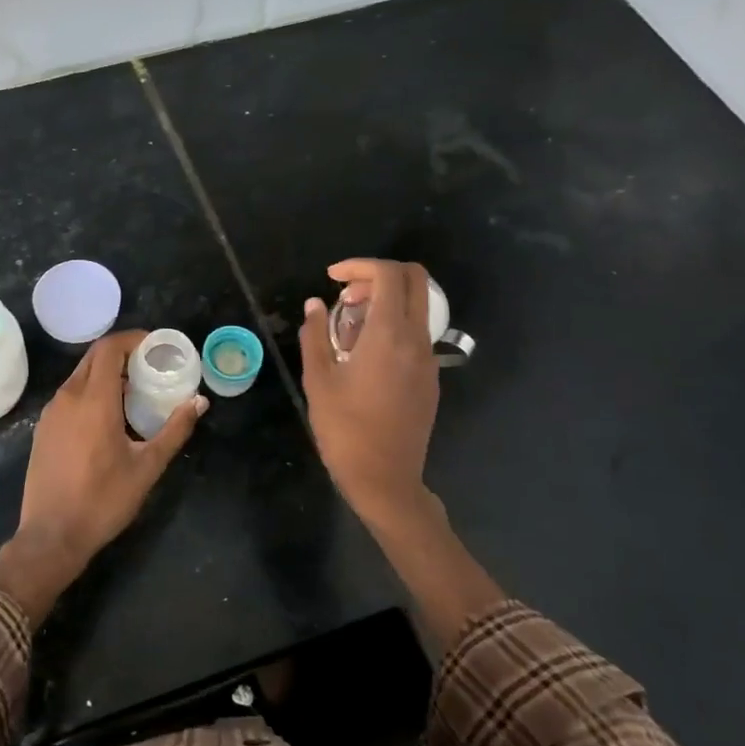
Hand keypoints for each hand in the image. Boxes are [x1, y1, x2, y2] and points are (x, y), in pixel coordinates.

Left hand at [0, 330, 205, 624]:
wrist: (51, 535)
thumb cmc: (103, 500)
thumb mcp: (147, 467)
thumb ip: (175, 430)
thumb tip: (199, 402)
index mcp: (94, 400)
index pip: (109, 348)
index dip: (132, 339)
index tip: (154, 345)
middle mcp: (68, 397)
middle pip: (93, 357)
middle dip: (121, 353)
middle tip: (148, 365)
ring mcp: (51, 412)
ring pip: (79, 375)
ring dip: (105, 372)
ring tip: (133, 390)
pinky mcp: (43, 428)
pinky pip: (69, 395)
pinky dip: (90, 390)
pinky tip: (107, 415)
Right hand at [299, 259, 439, 527]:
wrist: (385, 479)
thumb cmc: (345, 430)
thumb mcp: (319, 380)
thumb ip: (315, 334)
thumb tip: (315, 304)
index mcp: (389, 336)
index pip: (388, 276)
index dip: (360, 266)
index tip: (332, 279)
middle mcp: (416, 340)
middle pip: (415, 280)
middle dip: (378, 275)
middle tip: (346, 297)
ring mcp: (428, 360)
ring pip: (417, 306)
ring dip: (386, 301)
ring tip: (349, 325)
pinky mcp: (430, 378)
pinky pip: (416, 333)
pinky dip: (393, 324)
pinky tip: (364, 353)